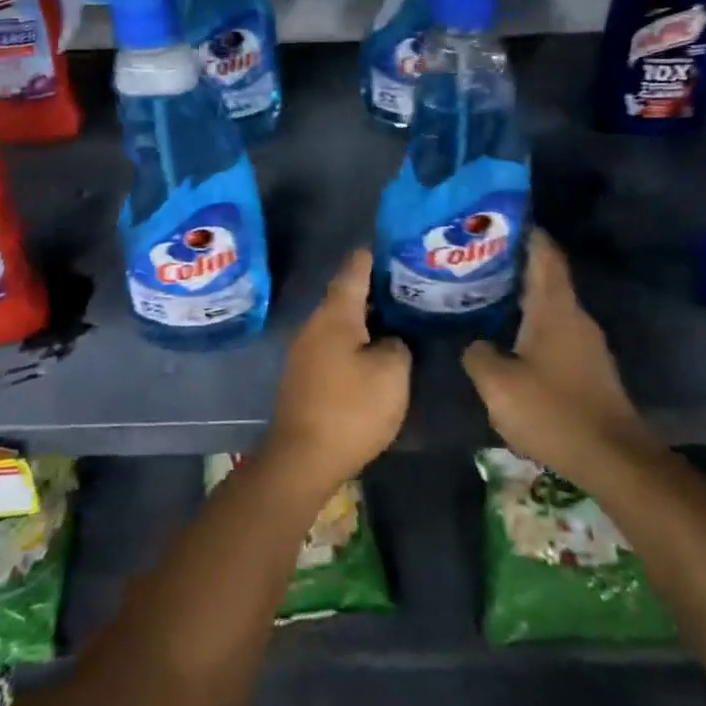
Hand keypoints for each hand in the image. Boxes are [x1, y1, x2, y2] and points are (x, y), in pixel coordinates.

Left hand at [266, 249, 409, 491]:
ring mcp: (304, 351)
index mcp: (336, 314)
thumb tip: (389, 340)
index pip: (353, 271)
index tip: (388, 247)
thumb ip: (397, 346)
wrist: (302, 459)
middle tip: (404, 287)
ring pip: (338, 323)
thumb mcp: (392, 374)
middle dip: (372, 291)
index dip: (371, 257)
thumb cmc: (350, 409)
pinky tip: (372, 354)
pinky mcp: (303, 377)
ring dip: (363, 319)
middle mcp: (315, 324)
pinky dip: (353, 342)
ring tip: (394, 320)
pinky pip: (332, 346)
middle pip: (345, 296)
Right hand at [463, 232, 653, 482]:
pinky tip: (510, 335)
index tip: (501, 218)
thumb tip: (474, 343)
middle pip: (546, 275)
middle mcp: (574, 316)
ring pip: (551, 304)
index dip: (526, 231)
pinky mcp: (589, 367)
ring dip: (523, 294)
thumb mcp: (498, 385)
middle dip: (515, 263)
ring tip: (488, 292)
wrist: (613, 459)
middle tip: (479, 257)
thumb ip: (478, 356)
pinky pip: (556, 329)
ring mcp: (586, 342)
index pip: (544, 253)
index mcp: (554, 308)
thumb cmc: (553, 411)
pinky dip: (533, 322)